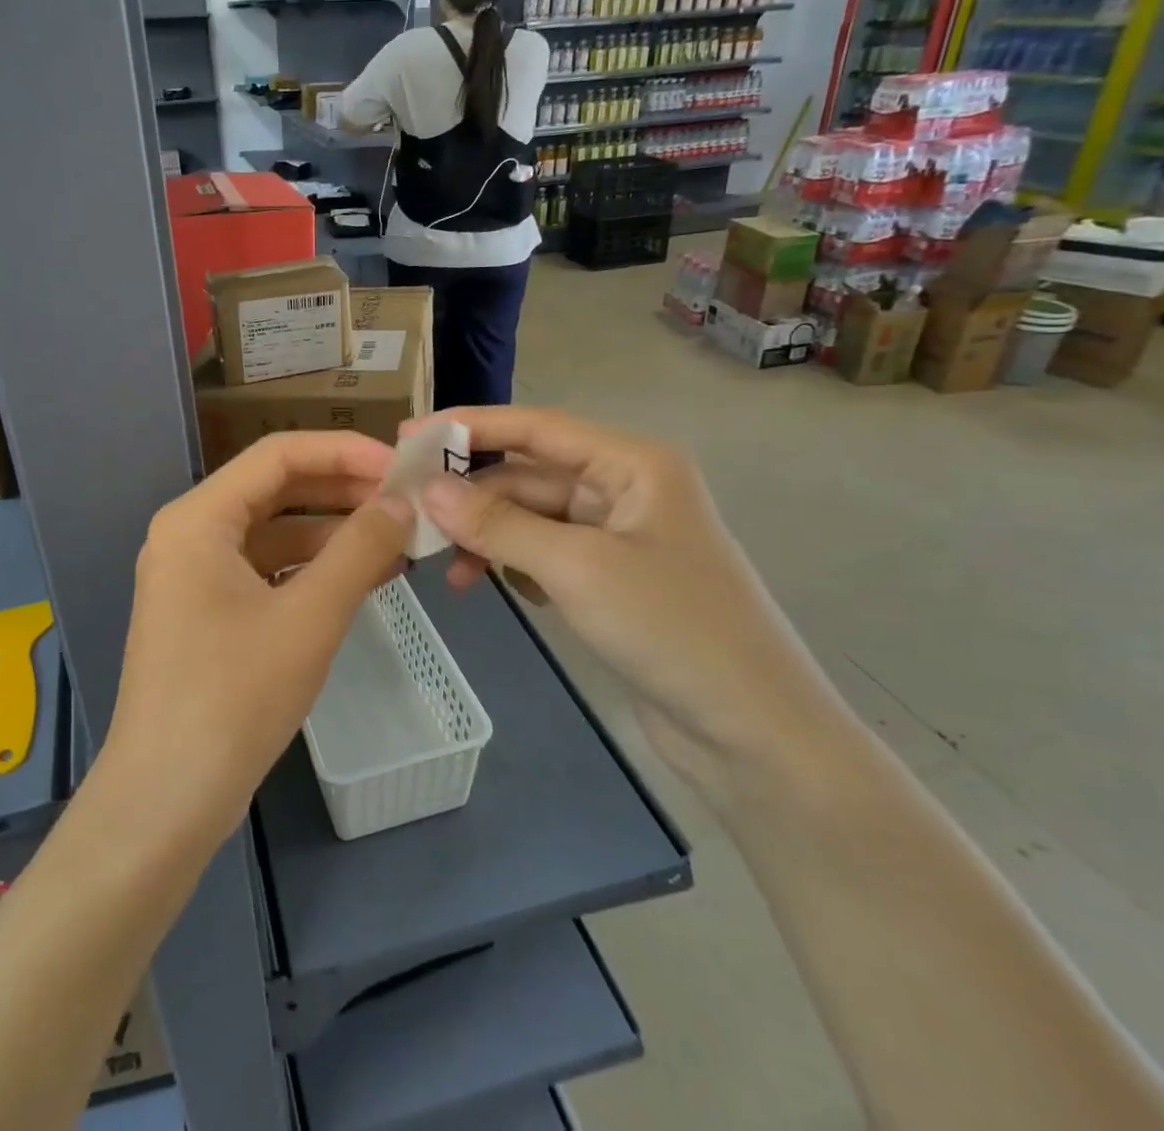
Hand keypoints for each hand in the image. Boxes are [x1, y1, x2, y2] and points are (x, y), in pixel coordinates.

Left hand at [102, 432, 413, 848]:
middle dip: (343, 492)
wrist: (165, 801)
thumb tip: (401, 501)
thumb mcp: (308, 617)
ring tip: (399, 543)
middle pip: (276, 490)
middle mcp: (190, 534)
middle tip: (408, 502)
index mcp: (198, 518)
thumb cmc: (233, 697)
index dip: (345, 452)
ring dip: (333, 535)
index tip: (402, 467)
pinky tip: (362, 581)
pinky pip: (266, 571)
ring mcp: (195, 576)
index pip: (279, 454)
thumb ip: (360, 549)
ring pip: (274, 533)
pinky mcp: (207, 614)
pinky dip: (312, 571)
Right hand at [414, 407, 849, 802]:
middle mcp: (626, 489)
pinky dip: (513, 564)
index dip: (470, 427)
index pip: (537, 427)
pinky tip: (491, 586)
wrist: (755, 736)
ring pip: (533, 518)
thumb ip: (498, 524)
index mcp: (633, 464)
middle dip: (473, 495)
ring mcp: (619, 538)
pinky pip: (545, 555)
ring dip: (489, 536)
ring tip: (449, 570)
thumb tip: (427, 489)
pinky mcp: (611, 581)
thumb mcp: (577, 568)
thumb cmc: (673, 630)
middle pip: (530, 475)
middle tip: (410, 515)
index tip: (408, 435)